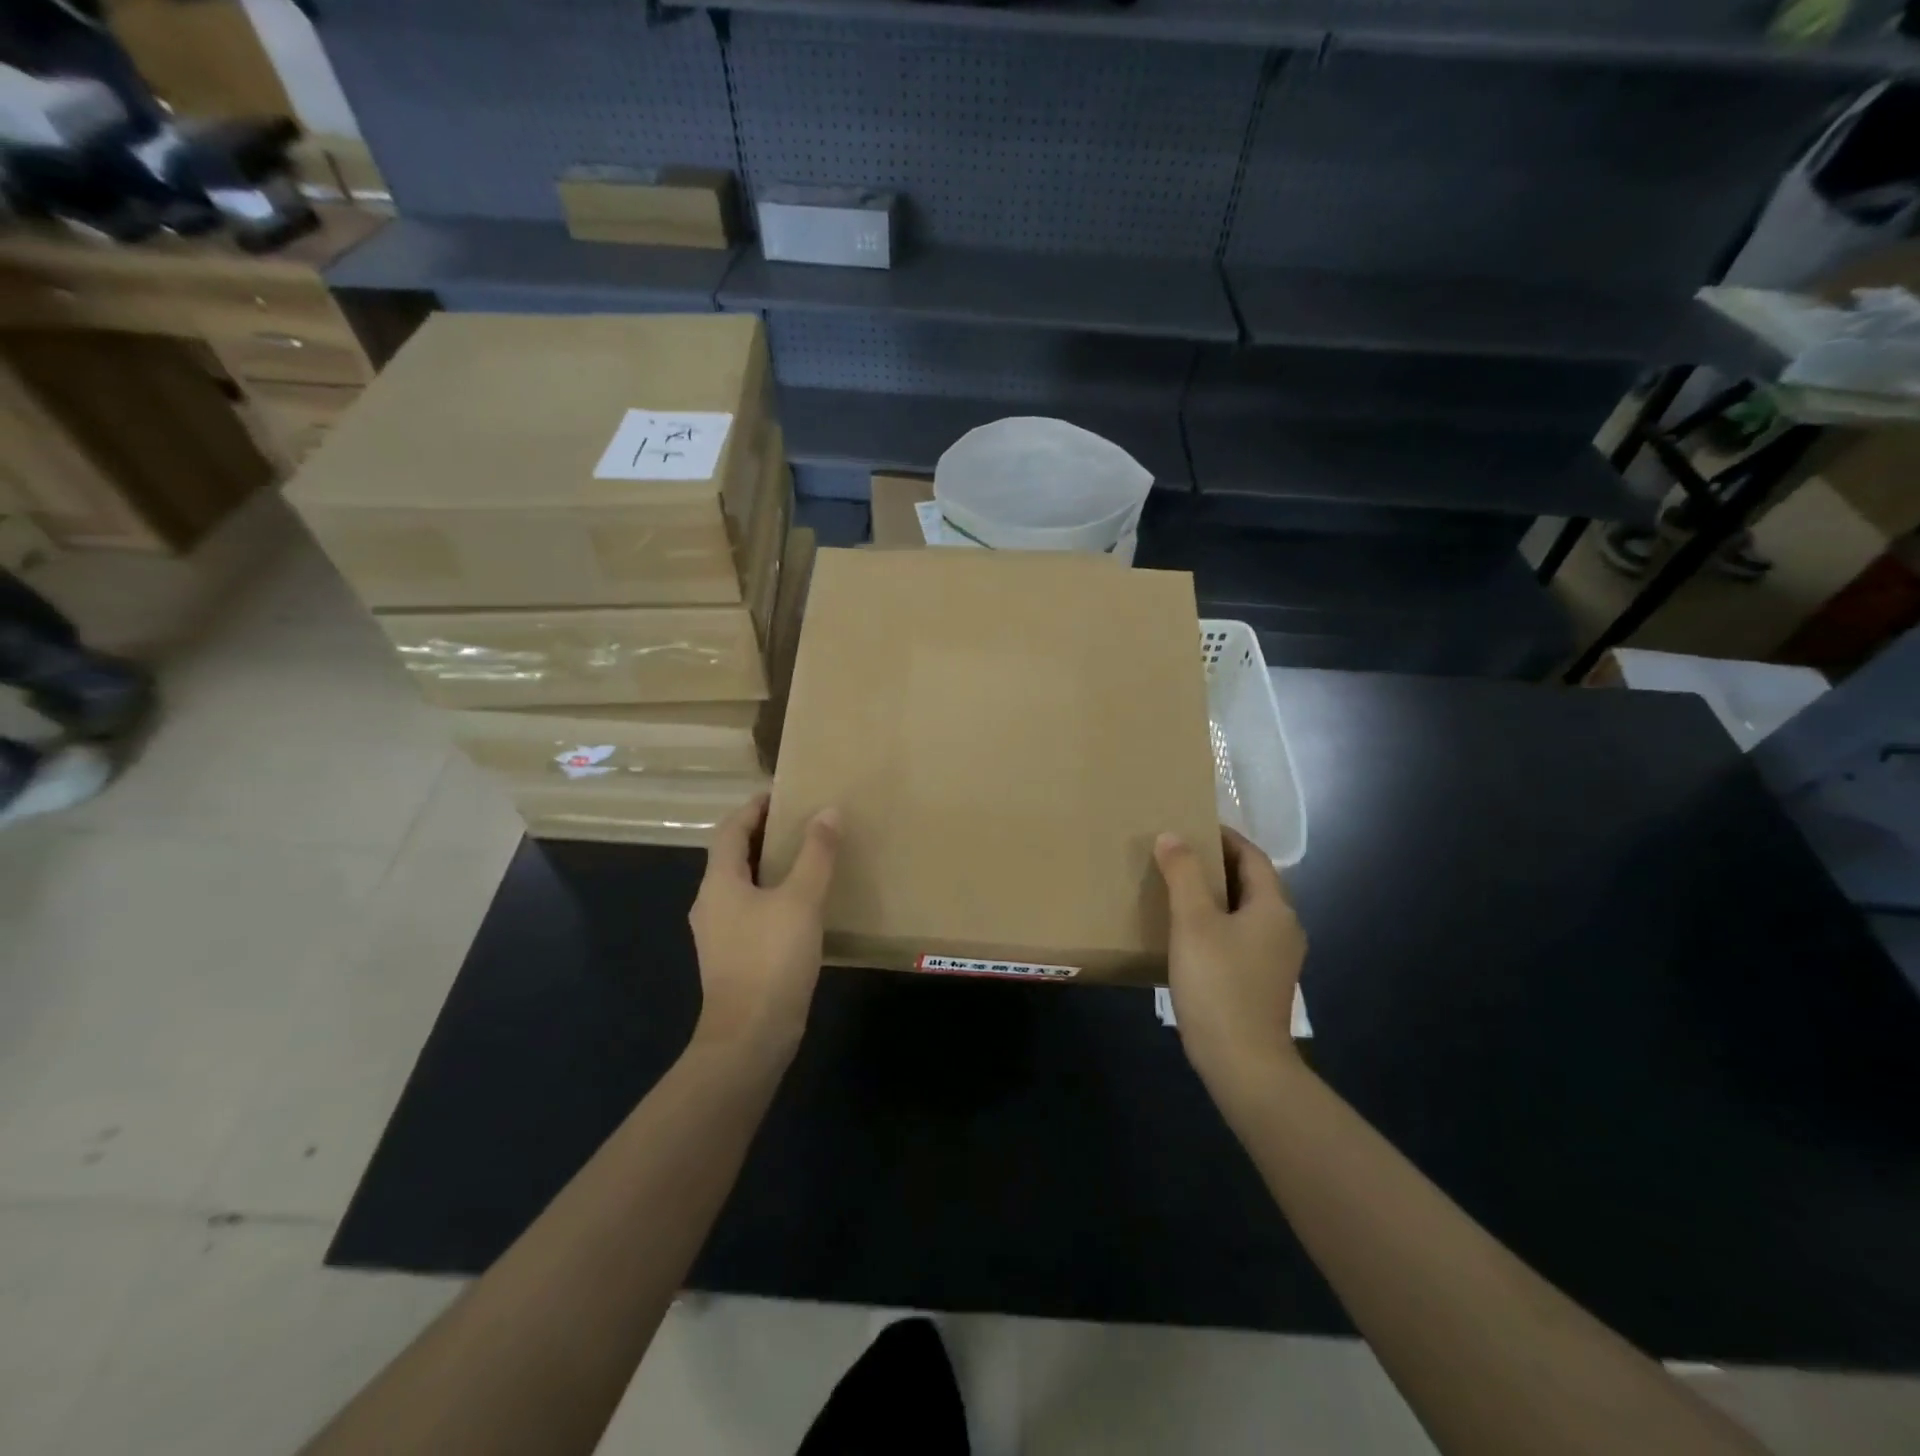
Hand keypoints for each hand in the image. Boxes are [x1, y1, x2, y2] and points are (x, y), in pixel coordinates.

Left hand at [689, 795, 839, 1061]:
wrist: (749, 1038)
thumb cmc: (771, 960)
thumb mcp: (801, 900)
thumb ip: (816, 854)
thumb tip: (828, 811)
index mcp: (719, 882)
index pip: (731, 829)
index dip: (754, 808)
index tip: (783, 794)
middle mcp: (711, 903)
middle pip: (733, 856)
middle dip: (764, 835)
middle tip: (803, 823)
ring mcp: (719, 934)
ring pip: (743, 885)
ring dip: (770, 867)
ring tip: (807, 858)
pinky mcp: (733, 958)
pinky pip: (751, 911)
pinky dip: (773, 896)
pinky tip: (802, 905)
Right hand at [1155, 827, 1307, 1090]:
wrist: (1243, 1063)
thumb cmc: (1218, 984)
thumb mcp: (1193, 922)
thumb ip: (1183, 874)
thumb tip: (1172, 836)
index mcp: (1274, 907)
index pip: (1252, 856)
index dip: (1223, 837)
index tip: (1190, 827)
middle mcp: (1283, 928)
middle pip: (1251, 882)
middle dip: (1216, 865)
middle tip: (1177, 855)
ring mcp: (1276, 958)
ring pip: (1244, 911)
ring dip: (1215, 895)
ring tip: (1176, 889)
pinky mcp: (1262, 982)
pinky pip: (1240, 937)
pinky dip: (1217, 923)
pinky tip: (1187, 934)